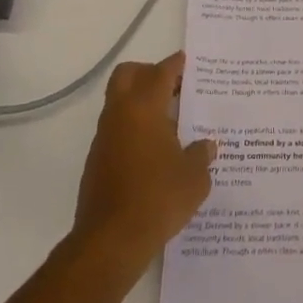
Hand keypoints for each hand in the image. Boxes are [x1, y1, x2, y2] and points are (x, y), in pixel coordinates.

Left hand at [72, 54, 217, 269]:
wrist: (111, 241)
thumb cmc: (158, 198)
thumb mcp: (194, 177)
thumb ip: (201, 155)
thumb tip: (206, 146)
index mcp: (144, 108)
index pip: (160, 73)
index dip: (175, 65)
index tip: (187, 62)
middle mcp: (119, 115)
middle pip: (128, 75)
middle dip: (149, 73)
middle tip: (173, 87)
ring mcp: (104, 138)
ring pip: (119, 103)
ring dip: (141, 103)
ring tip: (171, 122)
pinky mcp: (97, 161)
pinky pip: (117, 131)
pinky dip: (134, 129)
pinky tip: (155, 152)